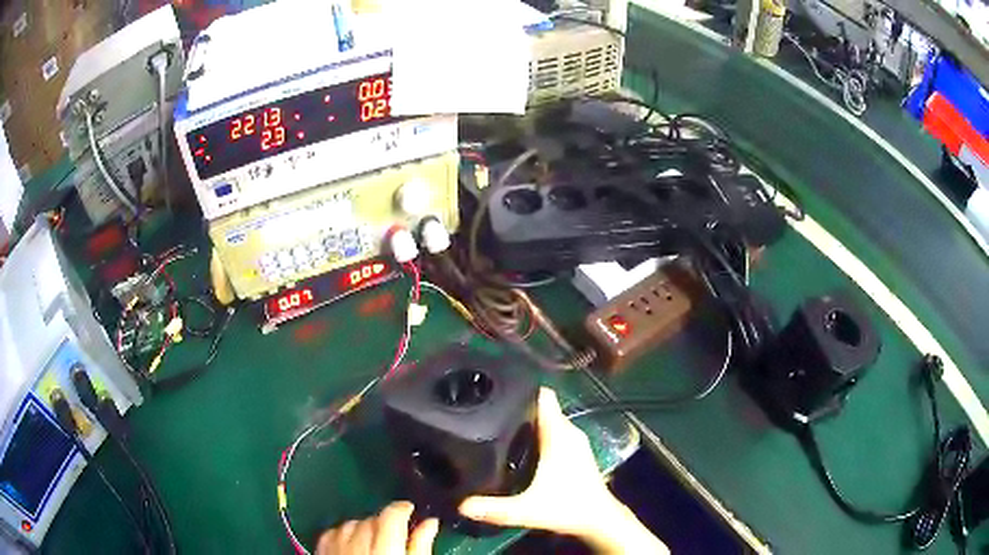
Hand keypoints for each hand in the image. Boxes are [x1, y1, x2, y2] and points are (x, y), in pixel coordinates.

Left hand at [317, 501, 437, 554]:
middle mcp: (358, 544)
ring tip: (374, 542)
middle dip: (385, 522)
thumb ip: (421, 546)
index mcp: (386, 549)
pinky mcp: (323, 551)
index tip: (410, 511)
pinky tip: (352, 544)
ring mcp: (337, 547)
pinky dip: (344, 533)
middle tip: (396, 535)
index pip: (391, 515)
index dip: (402, 508)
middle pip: (372, 519)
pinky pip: (333, 532)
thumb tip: (430, 523)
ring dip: (364, 528)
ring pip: (352, 524)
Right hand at [459, 388, 667, 553]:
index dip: (522, 388)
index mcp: (558, 435)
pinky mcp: (577, 452)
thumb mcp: (527, 510)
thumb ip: (494, 509)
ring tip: (499, 425)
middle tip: (489, 409)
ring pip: (550, 420)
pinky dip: (540, 432)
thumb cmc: (567, 508)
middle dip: (519, 405)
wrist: (599, 520)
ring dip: (529, 420)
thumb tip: (462, 505)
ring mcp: (575, 441)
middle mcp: (569, 431)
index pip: (544, 397)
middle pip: (543, 407)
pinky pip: (555, 431)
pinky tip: (522, 445)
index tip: (498, 387)